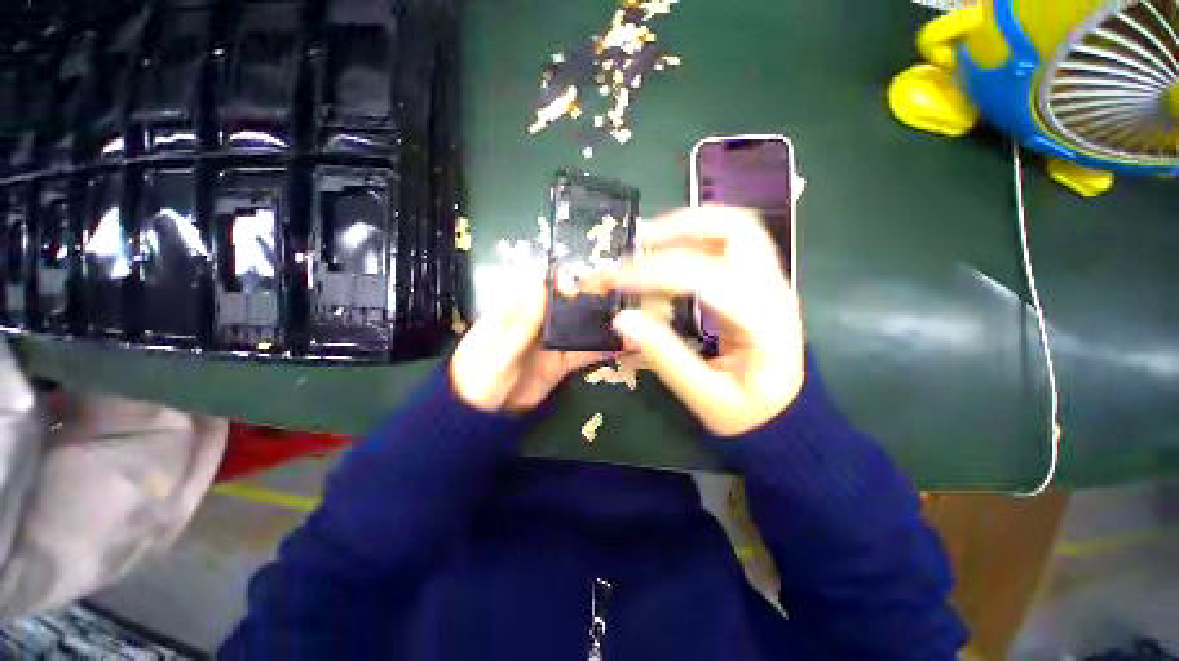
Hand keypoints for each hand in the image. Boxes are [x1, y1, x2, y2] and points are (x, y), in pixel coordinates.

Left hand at [450, 276, 612, 411]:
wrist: (482, 417)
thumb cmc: (478, 380)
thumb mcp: (497, 354)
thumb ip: (519, 326)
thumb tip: (539, 287)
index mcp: (516, 310)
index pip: (543, 286)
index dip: (566, 282)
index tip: (587, 285)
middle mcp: (539, 320)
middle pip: (568, 303)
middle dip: (593, 299)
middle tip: (620, 299)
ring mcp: (553, 341)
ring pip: (581, 326)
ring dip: (603, 323)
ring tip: (630, 321)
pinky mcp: (562, 361)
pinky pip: (585, 352)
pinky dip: (603, 349)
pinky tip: (623, 346)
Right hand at [585, 206, 804, 435]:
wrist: (787, 411)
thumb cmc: (748, 411)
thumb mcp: (704, 396)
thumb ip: (664, 357)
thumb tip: (623, 319)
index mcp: (762, 323)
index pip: (705, 278)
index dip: (655, 274)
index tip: (617, 281)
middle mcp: (773, 290)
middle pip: (736, 228)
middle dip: (681, 226)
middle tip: (640, 243)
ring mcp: (770, 281)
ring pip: (734, 226)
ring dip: (688, 226)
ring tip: (649, 243)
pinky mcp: (758, 282)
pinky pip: (728, 243)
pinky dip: (695, 238)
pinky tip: (670, 255)